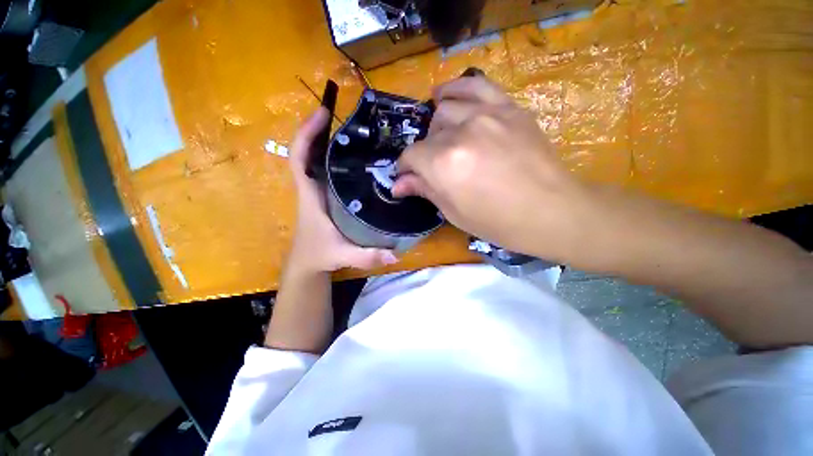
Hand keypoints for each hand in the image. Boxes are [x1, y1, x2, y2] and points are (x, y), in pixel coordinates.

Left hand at [287, 108, 397, 273]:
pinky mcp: (325, 196)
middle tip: (342, 116)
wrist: (307, 263)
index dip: (305, 135)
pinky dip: (334, 158)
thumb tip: (396, 255)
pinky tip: (356, 156)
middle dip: (319, 130)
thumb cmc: (319, 255)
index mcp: (310, 197)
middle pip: (308, 152)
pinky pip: (326, 170)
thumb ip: (367, 256)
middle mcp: (312, 189)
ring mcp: (318, 191)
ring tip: (353, 130)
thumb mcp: (343, 255)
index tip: (322, 113)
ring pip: (317, 160)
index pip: (298, 159)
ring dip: (328, 141)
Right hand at [393, 76, 591, 259]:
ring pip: (446, 108)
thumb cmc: (498, 222)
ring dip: (437, 125)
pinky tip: (445, 94)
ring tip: (439, 136)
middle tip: (434, 168)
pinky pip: (476, 85)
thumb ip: (424, 190)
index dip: (405, 168)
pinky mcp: (508, 108)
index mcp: (444, 164)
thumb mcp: (454, 212)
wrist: (550, 211)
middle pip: (429, 134)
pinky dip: (457, 87)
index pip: (411, 156)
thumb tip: (397, 185)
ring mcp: (486, 115)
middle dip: (425, 153)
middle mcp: (460, 133)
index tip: (407, 177)